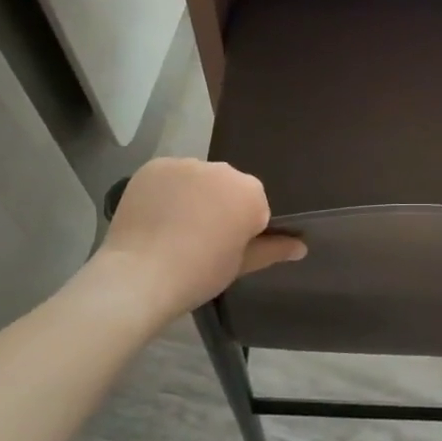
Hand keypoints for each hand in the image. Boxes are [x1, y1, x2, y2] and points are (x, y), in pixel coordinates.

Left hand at [80, 158, 304, 327]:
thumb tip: (302, 247)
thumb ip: (273, 249)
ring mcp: (187, 164)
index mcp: (250, 192)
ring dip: (192, 196)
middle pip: (226, 187)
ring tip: (172, 229)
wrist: (139, 276)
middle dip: (218, 206)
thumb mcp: (241, 265)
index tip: (224, 249)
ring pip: (197, 179)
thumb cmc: (199, 273)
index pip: (253, 206)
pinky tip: (154, 216)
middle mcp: (223, 169)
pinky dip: (165, 191)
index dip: (240, 228)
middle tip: (198, 240)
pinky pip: (168, 176)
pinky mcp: (155, 166)